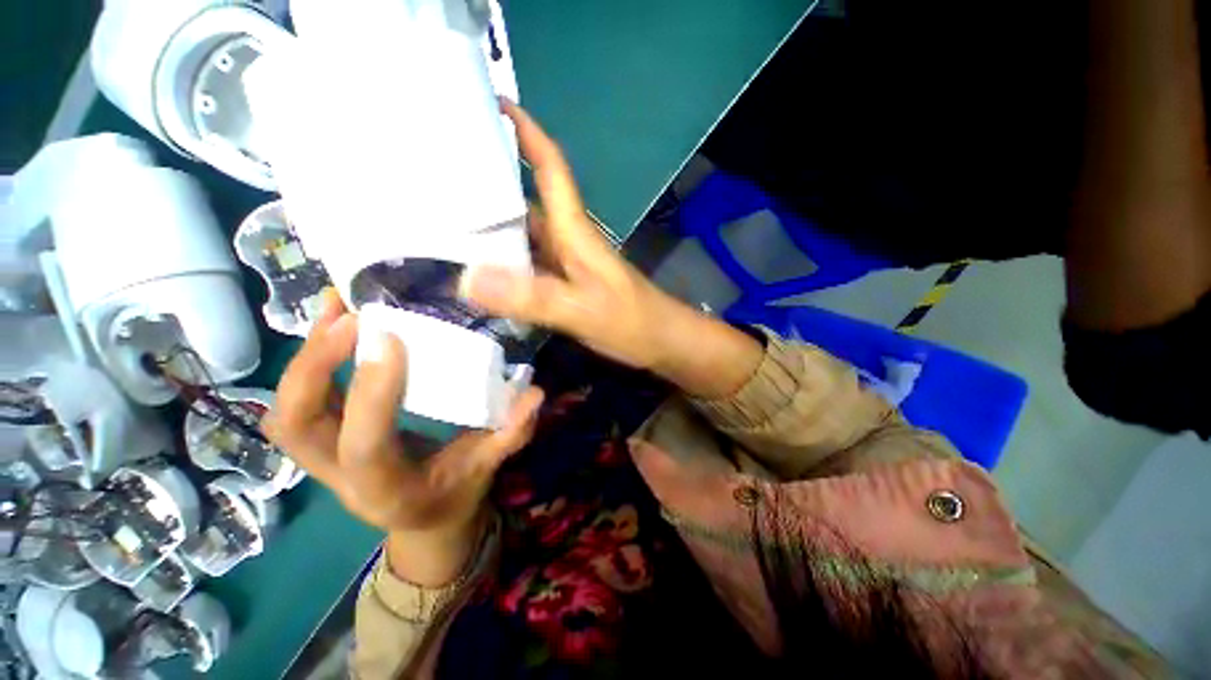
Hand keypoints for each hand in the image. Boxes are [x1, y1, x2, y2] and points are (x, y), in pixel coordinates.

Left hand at [263, 294, 543, 583]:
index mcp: (387, 490)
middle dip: (315, 367)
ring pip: (287, 411)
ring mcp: (324, 459)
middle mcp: (341, 477)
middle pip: (297, 426)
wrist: (425, 519)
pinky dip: (310, 360)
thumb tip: (535, 394)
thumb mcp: (488, 467)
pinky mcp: (325, 439)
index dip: (371, 394)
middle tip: (349, 318)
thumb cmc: (456, 493)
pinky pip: (301, 400)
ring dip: (305, 357)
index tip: (391, 339)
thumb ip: (511, 433)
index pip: (364, 446)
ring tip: (334, 309)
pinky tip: (334, 325)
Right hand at [466, 102, 763, 397]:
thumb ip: (533, 297)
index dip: (526, 132)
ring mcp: (564, 264)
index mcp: (573, 231)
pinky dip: (501, 264)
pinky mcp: (563, 285)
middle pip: (525, 199)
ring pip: (522, 234)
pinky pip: (525, 265)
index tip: (491, 102)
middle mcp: (565, 240)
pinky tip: (474, 273)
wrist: (659, 341)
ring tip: (438, 220)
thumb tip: (467, 279)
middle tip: (435, 171)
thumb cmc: (630, 320)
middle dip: (487, 181)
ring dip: (488, 226)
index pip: (550, 167)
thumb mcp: (583, 310)